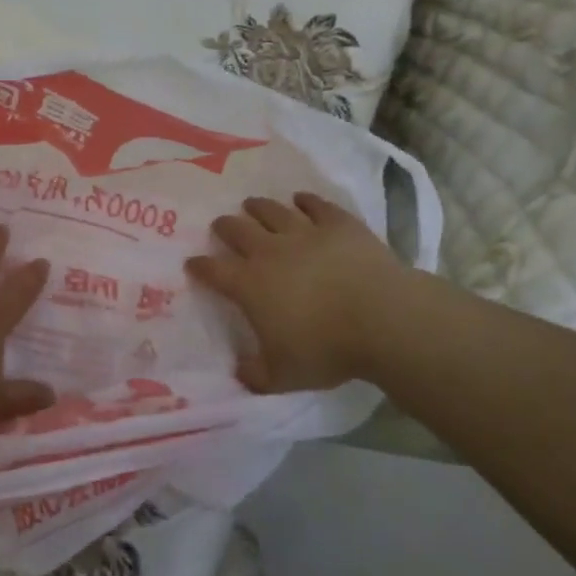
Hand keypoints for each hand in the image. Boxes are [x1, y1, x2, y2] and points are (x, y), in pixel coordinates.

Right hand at [186, 192, 411, 392]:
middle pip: (238, 230)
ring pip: (272, 211)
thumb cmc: (327, 349)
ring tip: (251, 204)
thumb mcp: (283, 376)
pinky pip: (316, 205)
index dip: (200, 267)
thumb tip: (239, 370)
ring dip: (258, 207)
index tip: (192, 263)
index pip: (214, 270)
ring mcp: (305, 233)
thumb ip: (255, 374)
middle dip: (225, 227)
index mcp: (250, 285)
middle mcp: (270, 251)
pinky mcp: (338, 224)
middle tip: (221, 225)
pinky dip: (305, 201)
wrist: (382, 318)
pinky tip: (301, 199)